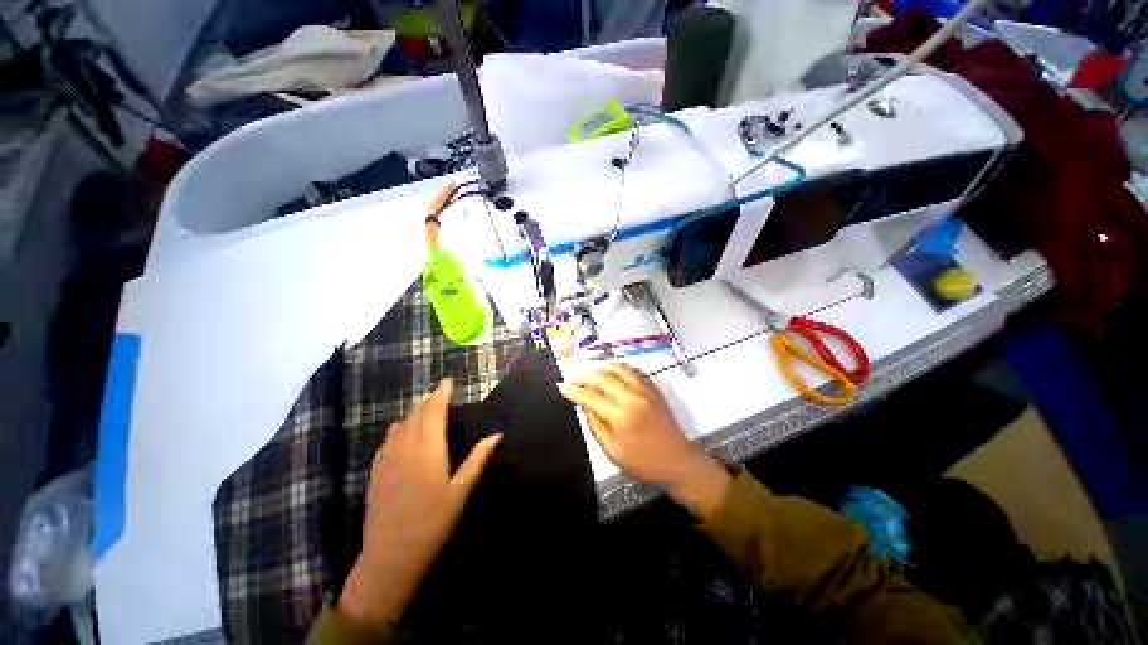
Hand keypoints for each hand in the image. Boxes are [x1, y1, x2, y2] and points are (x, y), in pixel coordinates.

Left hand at [340, 379, 500, 624]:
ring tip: (425, 413)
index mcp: (428, 449)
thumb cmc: (433, 523)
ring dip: (413, 414)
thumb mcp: (461, 492)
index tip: (448, 381)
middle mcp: (405, 447)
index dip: (441, 393)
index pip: (434, 411)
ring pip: (399, 425)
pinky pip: (387, 440)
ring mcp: (386, 459)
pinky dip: (398, 430)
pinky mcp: (376, 472)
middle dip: (428, 400)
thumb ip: (478, 459)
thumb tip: (497, 435)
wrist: (389, 558)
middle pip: (415, 413)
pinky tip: (403, 437)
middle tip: (440, 395)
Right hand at [561, 364, 730, 519]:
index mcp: (621, 415)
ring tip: (594, 374)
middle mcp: (633, 397)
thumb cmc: (643, 462)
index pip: (591, 397)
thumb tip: (585, 406)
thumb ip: (596, 425)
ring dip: (604, 369)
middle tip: (575, 379)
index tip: (562, 386)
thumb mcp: (613, 451)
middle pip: (603, 378)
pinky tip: (615, 374)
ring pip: (620, 369)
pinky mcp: (654, 390)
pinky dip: (621, 369)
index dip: (574, 391)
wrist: (678, 462)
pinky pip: (635, 371)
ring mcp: (646, 391)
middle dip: (585, 376)